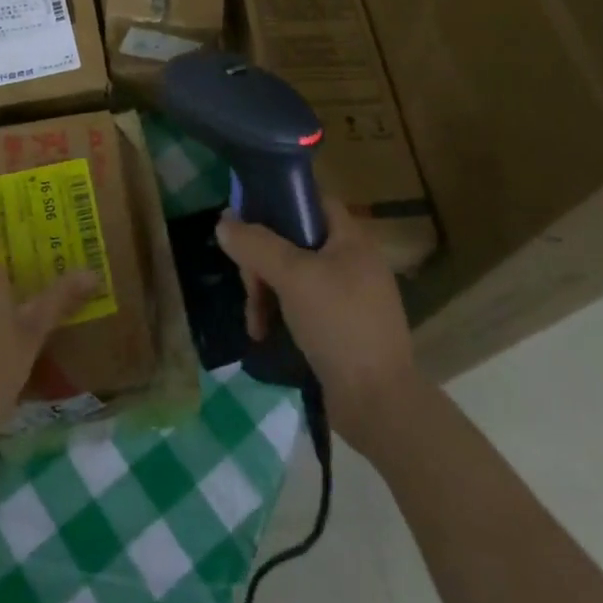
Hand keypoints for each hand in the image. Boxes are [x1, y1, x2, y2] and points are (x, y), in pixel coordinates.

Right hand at [216, 198, 424, 458]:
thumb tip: (223, 222)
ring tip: (254, 321)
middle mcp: (351, 260)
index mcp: (351, 238)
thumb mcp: (293, 277)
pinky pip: (300, 303)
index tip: (244, 217)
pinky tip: (264, 333)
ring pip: (292, 274)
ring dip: (265, 292)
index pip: (311, 198)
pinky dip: (279, 313)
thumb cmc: (339, 324)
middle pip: (293, 239)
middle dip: (262, 261)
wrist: (379, 403)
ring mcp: (347, 295)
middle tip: (248, 285)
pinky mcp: (340, 325)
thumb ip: (256, 244)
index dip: (277, 200)